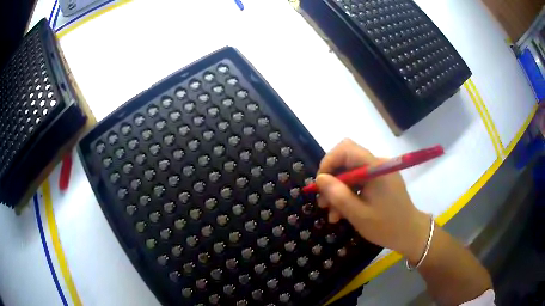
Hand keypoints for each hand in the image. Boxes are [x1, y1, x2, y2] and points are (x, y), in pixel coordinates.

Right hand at [316, 139, 429, 261]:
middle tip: (323, 204)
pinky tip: (344, 212)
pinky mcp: (382, 181)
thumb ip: (338, 195)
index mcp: (375, 167)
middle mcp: (378, 164)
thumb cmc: (386, 226)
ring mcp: (380, 172)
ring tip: (333, 215)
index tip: (320, 184)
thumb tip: (319, 178)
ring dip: (339, 191)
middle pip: (347, 161)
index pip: (346, 149)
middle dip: (332, 181)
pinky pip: (360, 182)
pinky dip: (350, 194)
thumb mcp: (358, 214)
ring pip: (351, 173)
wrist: (410, 234)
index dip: (329, 162)